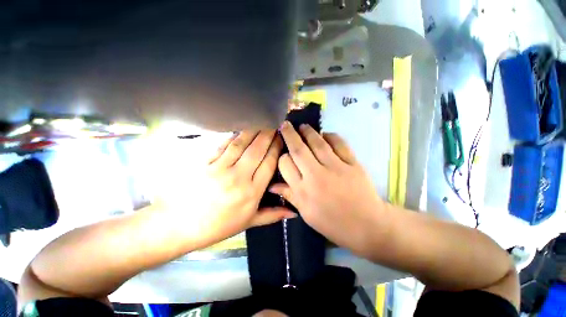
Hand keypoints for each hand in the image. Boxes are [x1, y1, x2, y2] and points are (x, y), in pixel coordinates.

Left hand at [190, 130, 295, 241]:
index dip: (276, 149)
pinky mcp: (205, 163)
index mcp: (251, 193)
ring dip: (253, 132)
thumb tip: (294, 212)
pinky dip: (234, 137)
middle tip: (275, 124)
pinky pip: (223, 146)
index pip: (269, 164)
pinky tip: (240, 131)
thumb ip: (273, 215)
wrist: (180, 225)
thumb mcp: (249, 222)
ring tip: (261, 122)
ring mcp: (220, 169)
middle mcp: (238, 178)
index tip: (282, 138)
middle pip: (257, 151)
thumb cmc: (218, 226)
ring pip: (241, 145)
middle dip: (268, 135)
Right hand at [270, 122, 385, 255]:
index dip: (282, 156)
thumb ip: (289, 196)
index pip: (285, 165)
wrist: (367, 226)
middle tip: (285, 125)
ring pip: (318, 143)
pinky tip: (325, 134)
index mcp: (303, 190)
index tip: (283, 153)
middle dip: (289, 134)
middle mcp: (316, 175)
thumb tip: (271, 185)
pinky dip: (331, 136)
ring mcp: (336, 168)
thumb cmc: (333, 223)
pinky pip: (340, 144)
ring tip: (303, 126)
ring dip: (308, 132)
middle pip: (299, 149)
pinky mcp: (353, 163)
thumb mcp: (306, 213)